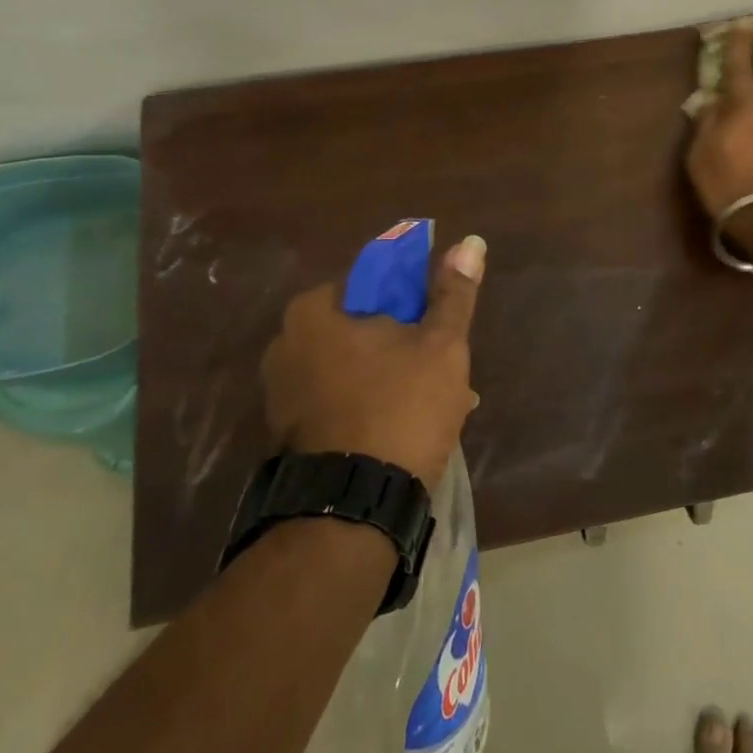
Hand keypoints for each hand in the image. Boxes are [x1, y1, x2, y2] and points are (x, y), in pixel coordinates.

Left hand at [260, 235, 486, 487]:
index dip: (415, 301)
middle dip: (408, 346)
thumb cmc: (400, 408)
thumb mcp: (441, 345)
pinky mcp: (287, 433)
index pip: (375, 282)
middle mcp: (286, 344)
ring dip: (396, 378)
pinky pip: (340, 401)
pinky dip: (372, 406)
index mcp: (314, 311)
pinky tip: (407, 430)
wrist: (352, 510)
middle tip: (446, 373)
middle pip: (365, 328)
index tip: (440, 329)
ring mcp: (281, 393)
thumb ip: (454, 293)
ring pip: (356, 368)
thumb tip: (471, 241)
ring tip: (439, 408)